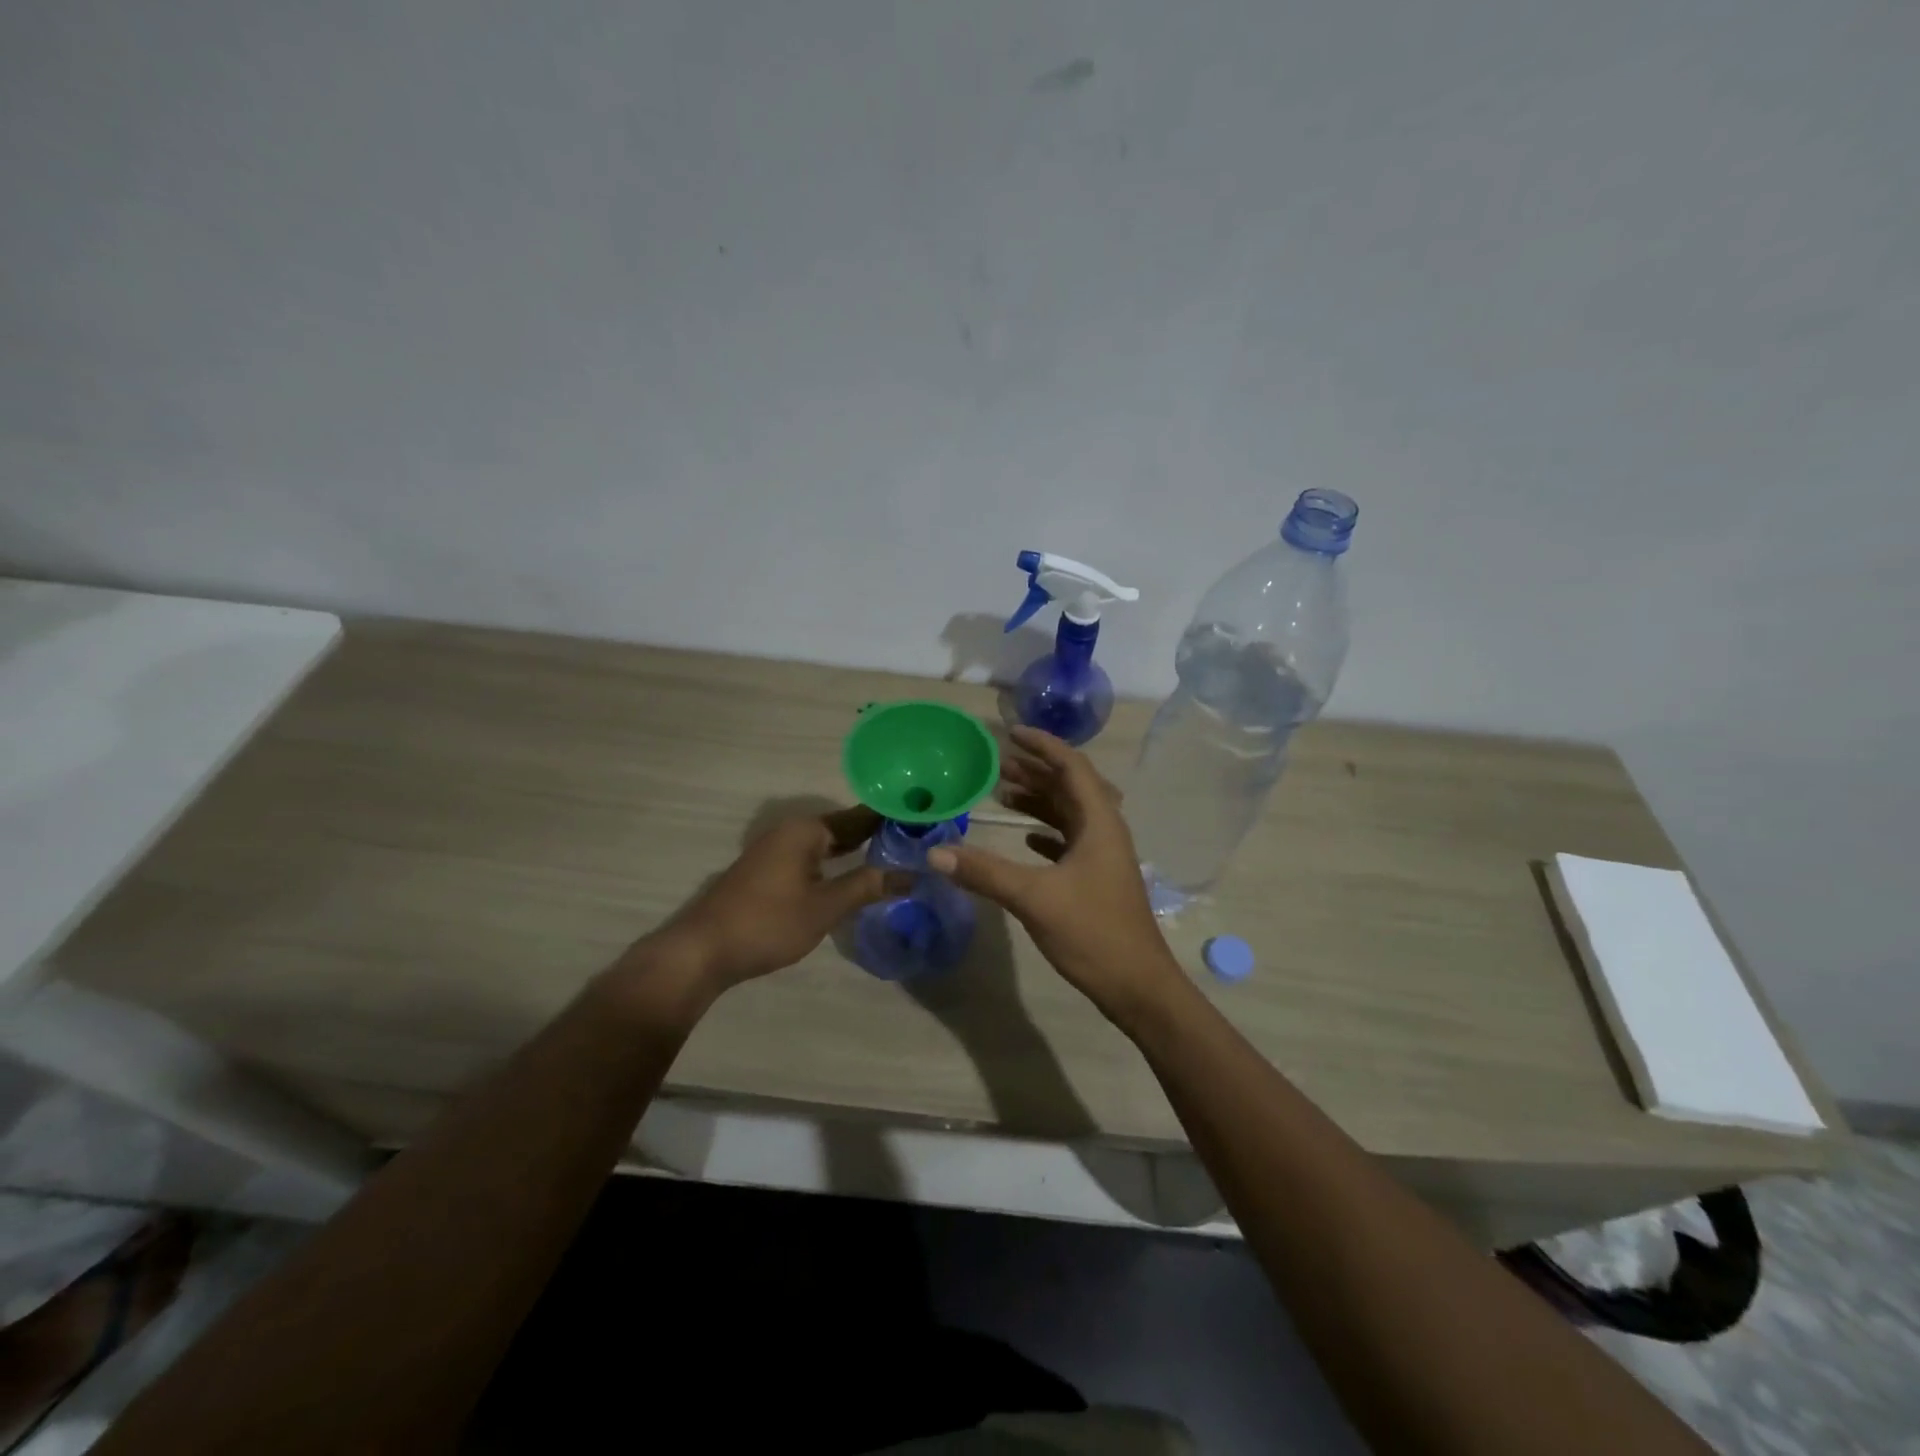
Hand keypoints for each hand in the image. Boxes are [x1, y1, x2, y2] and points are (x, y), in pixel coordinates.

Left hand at [636, 805, 898, 997]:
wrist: (702, 950)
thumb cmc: (768, 922)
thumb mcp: (825, 907)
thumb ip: (867, 886)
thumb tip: (911, 875)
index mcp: (806, 829)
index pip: (859, 816)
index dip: (890, 819)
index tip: (923, 821)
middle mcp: (790, 830)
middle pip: (843, 827)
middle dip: (875, 834)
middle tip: (915, 843)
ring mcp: (775, 849)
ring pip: (826, 843)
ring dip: (855, 849)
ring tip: (892, 857)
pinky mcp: (767, 870)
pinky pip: (811, 856)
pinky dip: (834, 862)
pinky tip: (851, 875)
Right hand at [927, 726, 1180, 1018]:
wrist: (1137, 986)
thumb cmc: (1092, 933)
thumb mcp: (1034, 898)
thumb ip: (985, 872)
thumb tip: (935, 852)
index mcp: (1099, 822)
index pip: (1071, 766)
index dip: (1042, 745)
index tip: (1010, 733)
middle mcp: (1105, 830)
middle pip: (1070, 786)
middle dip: (1035, 770)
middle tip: (996, 763)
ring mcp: (1103, 856)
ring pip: (1069, 814)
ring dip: (1039, 800)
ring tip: (1001, 793)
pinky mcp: (1097, 878)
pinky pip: (1070, 840)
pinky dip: (1046, 831)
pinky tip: (1026, 837)